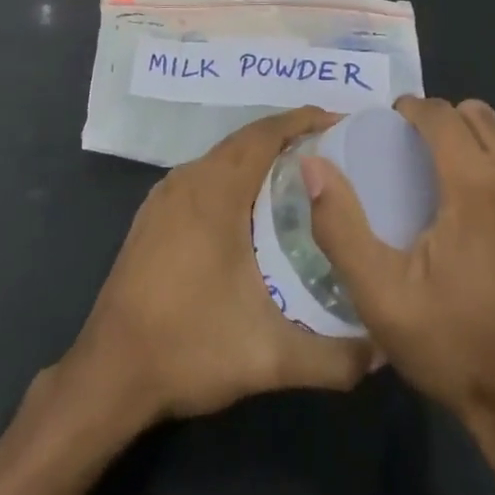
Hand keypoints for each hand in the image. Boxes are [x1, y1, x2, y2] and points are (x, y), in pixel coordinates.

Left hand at [62, 107, 373, 426]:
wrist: (109, 374)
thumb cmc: (189, 347)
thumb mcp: (270, 357)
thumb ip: (334, 358)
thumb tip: (385, 350)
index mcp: (215, 190)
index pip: (266, 133)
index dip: (305, 120)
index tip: (343, 123)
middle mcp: (188, 179)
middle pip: (246, 140)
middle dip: (289, 136)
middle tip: (334, 151)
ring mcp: (165, 197)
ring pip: (222, 158)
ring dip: (261, 156)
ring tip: (304, 175)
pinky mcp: (153, 217)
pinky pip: (204, 176)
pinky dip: (236, 176)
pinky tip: (255, 209)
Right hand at [302, 96, 494, 473]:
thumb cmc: (454, 347)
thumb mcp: (380, 295)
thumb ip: (340, 225)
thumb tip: (313, 166)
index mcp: (476, 186)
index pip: (441, 114)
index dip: (411, 110)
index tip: (392, 126)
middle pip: (479, 115)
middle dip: (444, 121)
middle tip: (417, 155)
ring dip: (477, 141)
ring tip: (453, 177)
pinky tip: (493, 210)